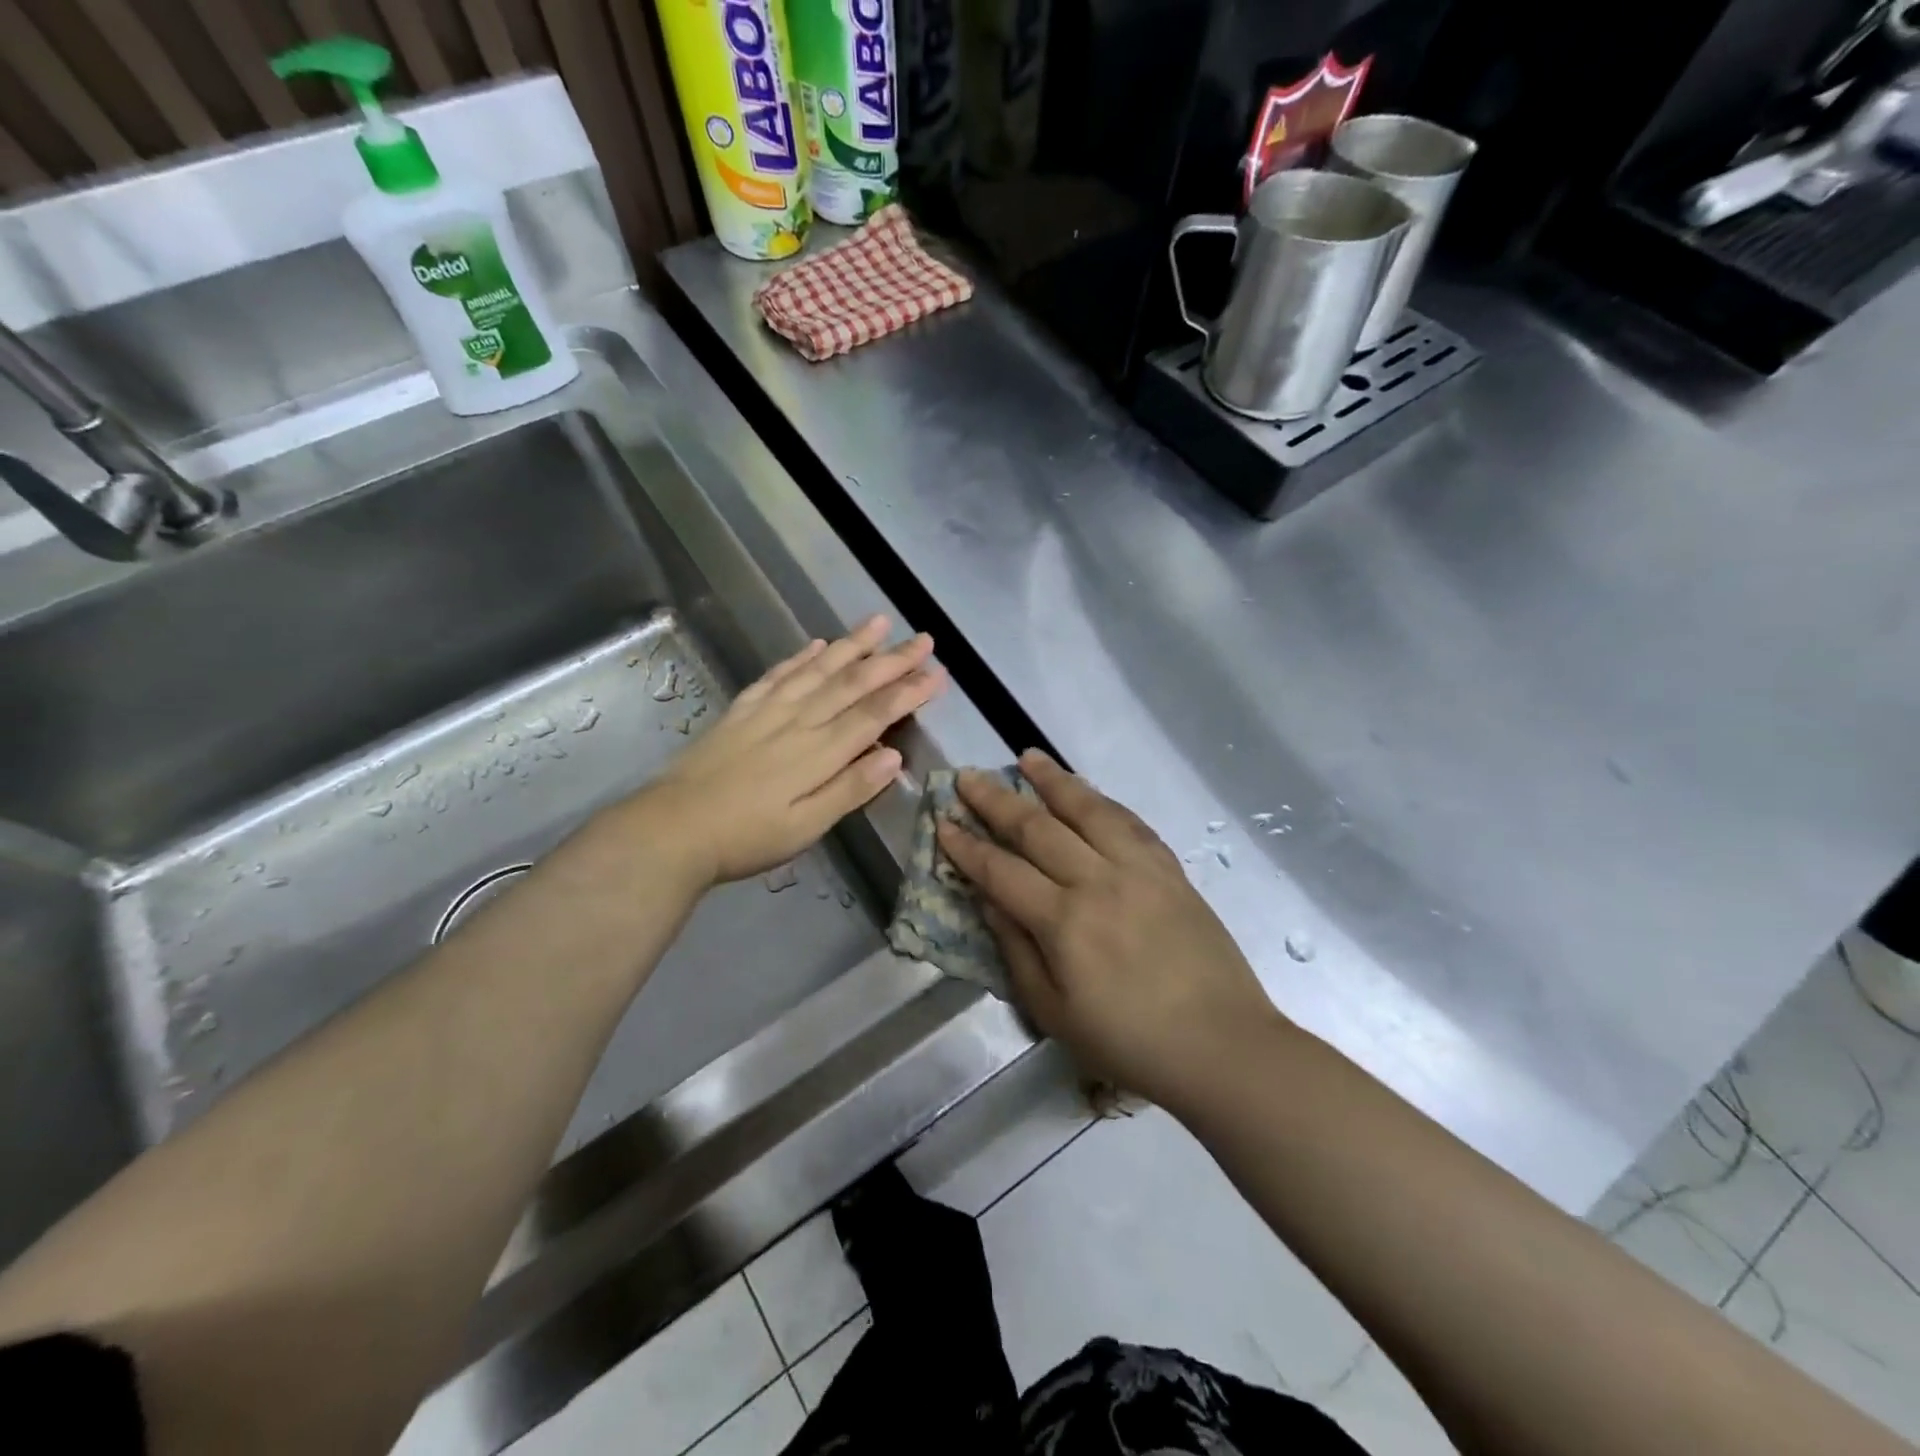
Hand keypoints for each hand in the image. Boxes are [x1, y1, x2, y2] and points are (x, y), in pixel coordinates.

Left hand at [634, 616, 944, 886]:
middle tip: (923, 638)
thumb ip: (850, 789)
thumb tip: (894, 755)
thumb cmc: (746, 838)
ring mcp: (767, 711)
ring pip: (818, 669)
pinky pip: (778, 675)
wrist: (672, 829)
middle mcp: (798, 721)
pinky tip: (817, 644)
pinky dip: (800, 657)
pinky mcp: (741, 710)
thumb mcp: (805, 827)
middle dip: (891, 660)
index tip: (937, 673)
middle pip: (852, 683)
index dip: (908, 692)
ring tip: (878, 623)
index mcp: (819, 753)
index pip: (874, 714)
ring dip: (851, 645)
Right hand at [937, 750, 1282, 1109]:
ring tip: (1027, 757)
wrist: (1220, 1044)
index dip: (967, 846)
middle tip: (969, 777)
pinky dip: (1102, 801)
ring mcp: (1139, 869)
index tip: (942, 820)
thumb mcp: (1054, 1012)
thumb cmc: (1128, 1042)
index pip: (1001, 871)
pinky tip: (1087, 791)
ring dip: (1053, 781)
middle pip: (1038, 828)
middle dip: (996, 800)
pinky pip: (1130, 822)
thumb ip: (1016, 950)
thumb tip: (988, 899)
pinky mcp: (1170, 869)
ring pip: (1088, 810)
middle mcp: (1098, 882)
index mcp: (1064, 922)